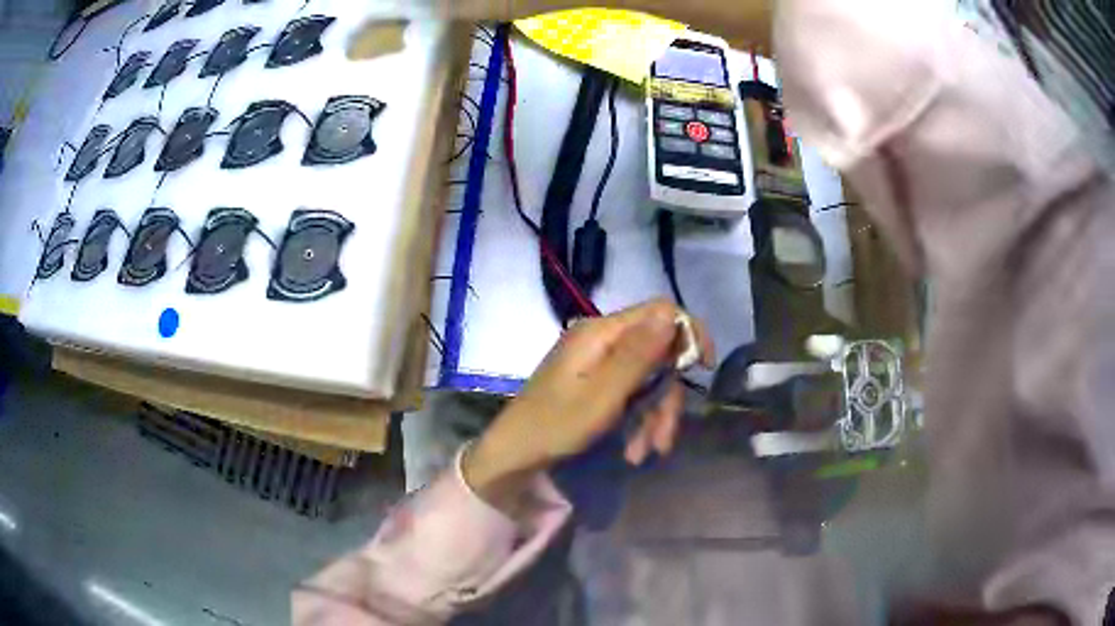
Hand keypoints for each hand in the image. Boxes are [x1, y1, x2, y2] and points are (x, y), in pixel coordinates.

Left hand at [462, 299, 713, 515]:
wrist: (516, 454)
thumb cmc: (556, 426)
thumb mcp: (604, 395)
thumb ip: (639, 354)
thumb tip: (672, 313)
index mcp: (601, 333)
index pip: (660, 311)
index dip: (688, 334)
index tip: (703, 368)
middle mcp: (601, 340)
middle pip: (657, 353)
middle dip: (666, 396)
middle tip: (664, 439)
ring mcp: (598, 362)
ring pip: (648, 378)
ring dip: (654, 416)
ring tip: (644, 452)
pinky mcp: (596, 382)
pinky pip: (631, 392)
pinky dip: (639, 419)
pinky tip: (635, 449)